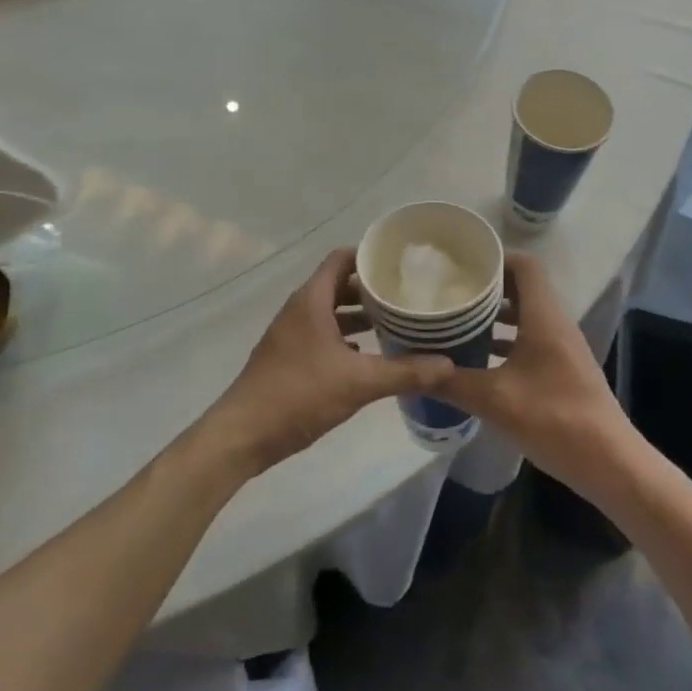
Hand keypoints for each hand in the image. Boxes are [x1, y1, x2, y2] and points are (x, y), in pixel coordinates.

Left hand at [200, 249, 452, 476]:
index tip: (401, 262)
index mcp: (312, 300)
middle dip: (371, 288)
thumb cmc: (298, 394)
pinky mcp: (290, 358)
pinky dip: (346, 339)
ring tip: (396, 323)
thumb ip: (404, 372)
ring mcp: (292, 334)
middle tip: (407, 294)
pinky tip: (370, 355)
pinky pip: (323, 335)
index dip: (369, 255)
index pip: (341, 258)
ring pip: (331, 313)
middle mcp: (300, 309)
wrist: (243, 434)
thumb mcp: (358, 383)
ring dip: (359, 316)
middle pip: (339, 285)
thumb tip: (448, 365)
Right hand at [437, 252, 638, 498]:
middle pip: (522, 287)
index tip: (461, 264)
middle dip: (487, 286)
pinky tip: (480, 358)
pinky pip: (531, 338)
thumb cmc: (555, 420)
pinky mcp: (562, 369)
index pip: (524, 265)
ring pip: (526, 314)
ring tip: (457, 319)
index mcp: (544, 317)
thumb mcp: (495, 400)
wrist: (610, 464)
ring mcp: (562, 347)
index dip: (495, 258)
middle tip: (450, 290)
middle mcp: (556, 323)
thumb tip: (409, 371)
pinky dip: (506, 339)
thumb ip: (451, 382)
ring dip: (495, 314)